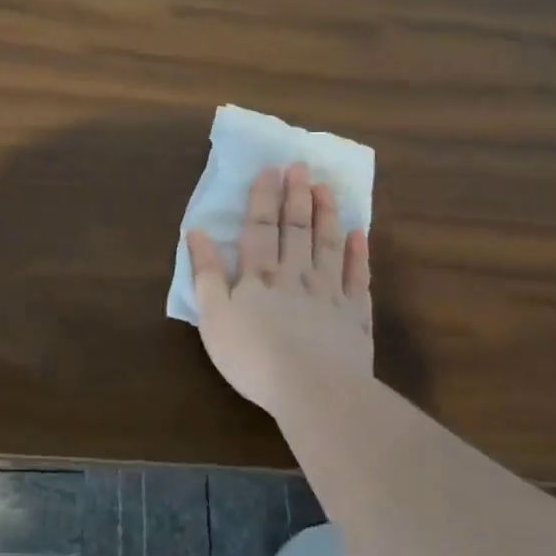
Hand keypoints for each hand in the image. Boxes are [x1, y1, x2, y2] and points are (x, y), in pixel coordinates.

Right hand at [186, 162, 373, 417]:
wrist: (313, 389)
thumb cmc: (253, 356)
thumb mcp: (213, 317)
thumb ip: (205, 273)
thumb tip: (196, 232)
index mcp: (258, 276)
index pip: (260, 228)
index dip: (264, 198)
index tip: (271, 170)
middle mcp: (295, 275)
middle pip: (297, 229)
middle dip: (297, 196)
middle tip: (301, 166)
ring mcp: (330, 293)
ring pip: (328, 245)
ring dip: (327, 214)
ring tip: (326, 188)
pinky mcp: (356, 315)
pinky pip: (359, 277)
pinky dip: (359, 254)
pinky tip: (359, 234)